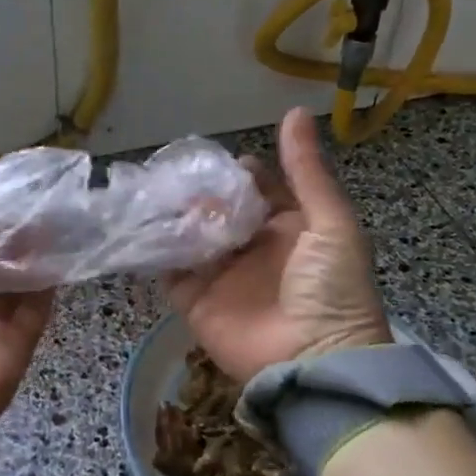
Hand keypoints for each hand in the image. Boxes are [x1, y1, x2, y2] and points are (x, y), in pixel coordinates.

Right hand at [165, 106, 389, 382]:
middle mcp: (251, 247)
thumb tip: (293, 112)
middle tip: (175, 174)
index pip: (256, 189)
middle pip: (218, 209)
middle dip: (199, 192)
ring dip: (175, 216)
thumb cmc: (332, 290)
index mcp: (288, 227)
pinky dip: (156, 251)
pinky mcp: (195, 302)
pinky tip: (142, 228)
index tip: (213, 159)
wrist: (316, 363)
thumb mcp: (330, 223)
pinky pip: (169, 271)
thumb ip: (307, 171)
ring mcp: (221, 275)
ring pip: (190, 235)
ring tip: (154, 194)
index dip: (237, 172)